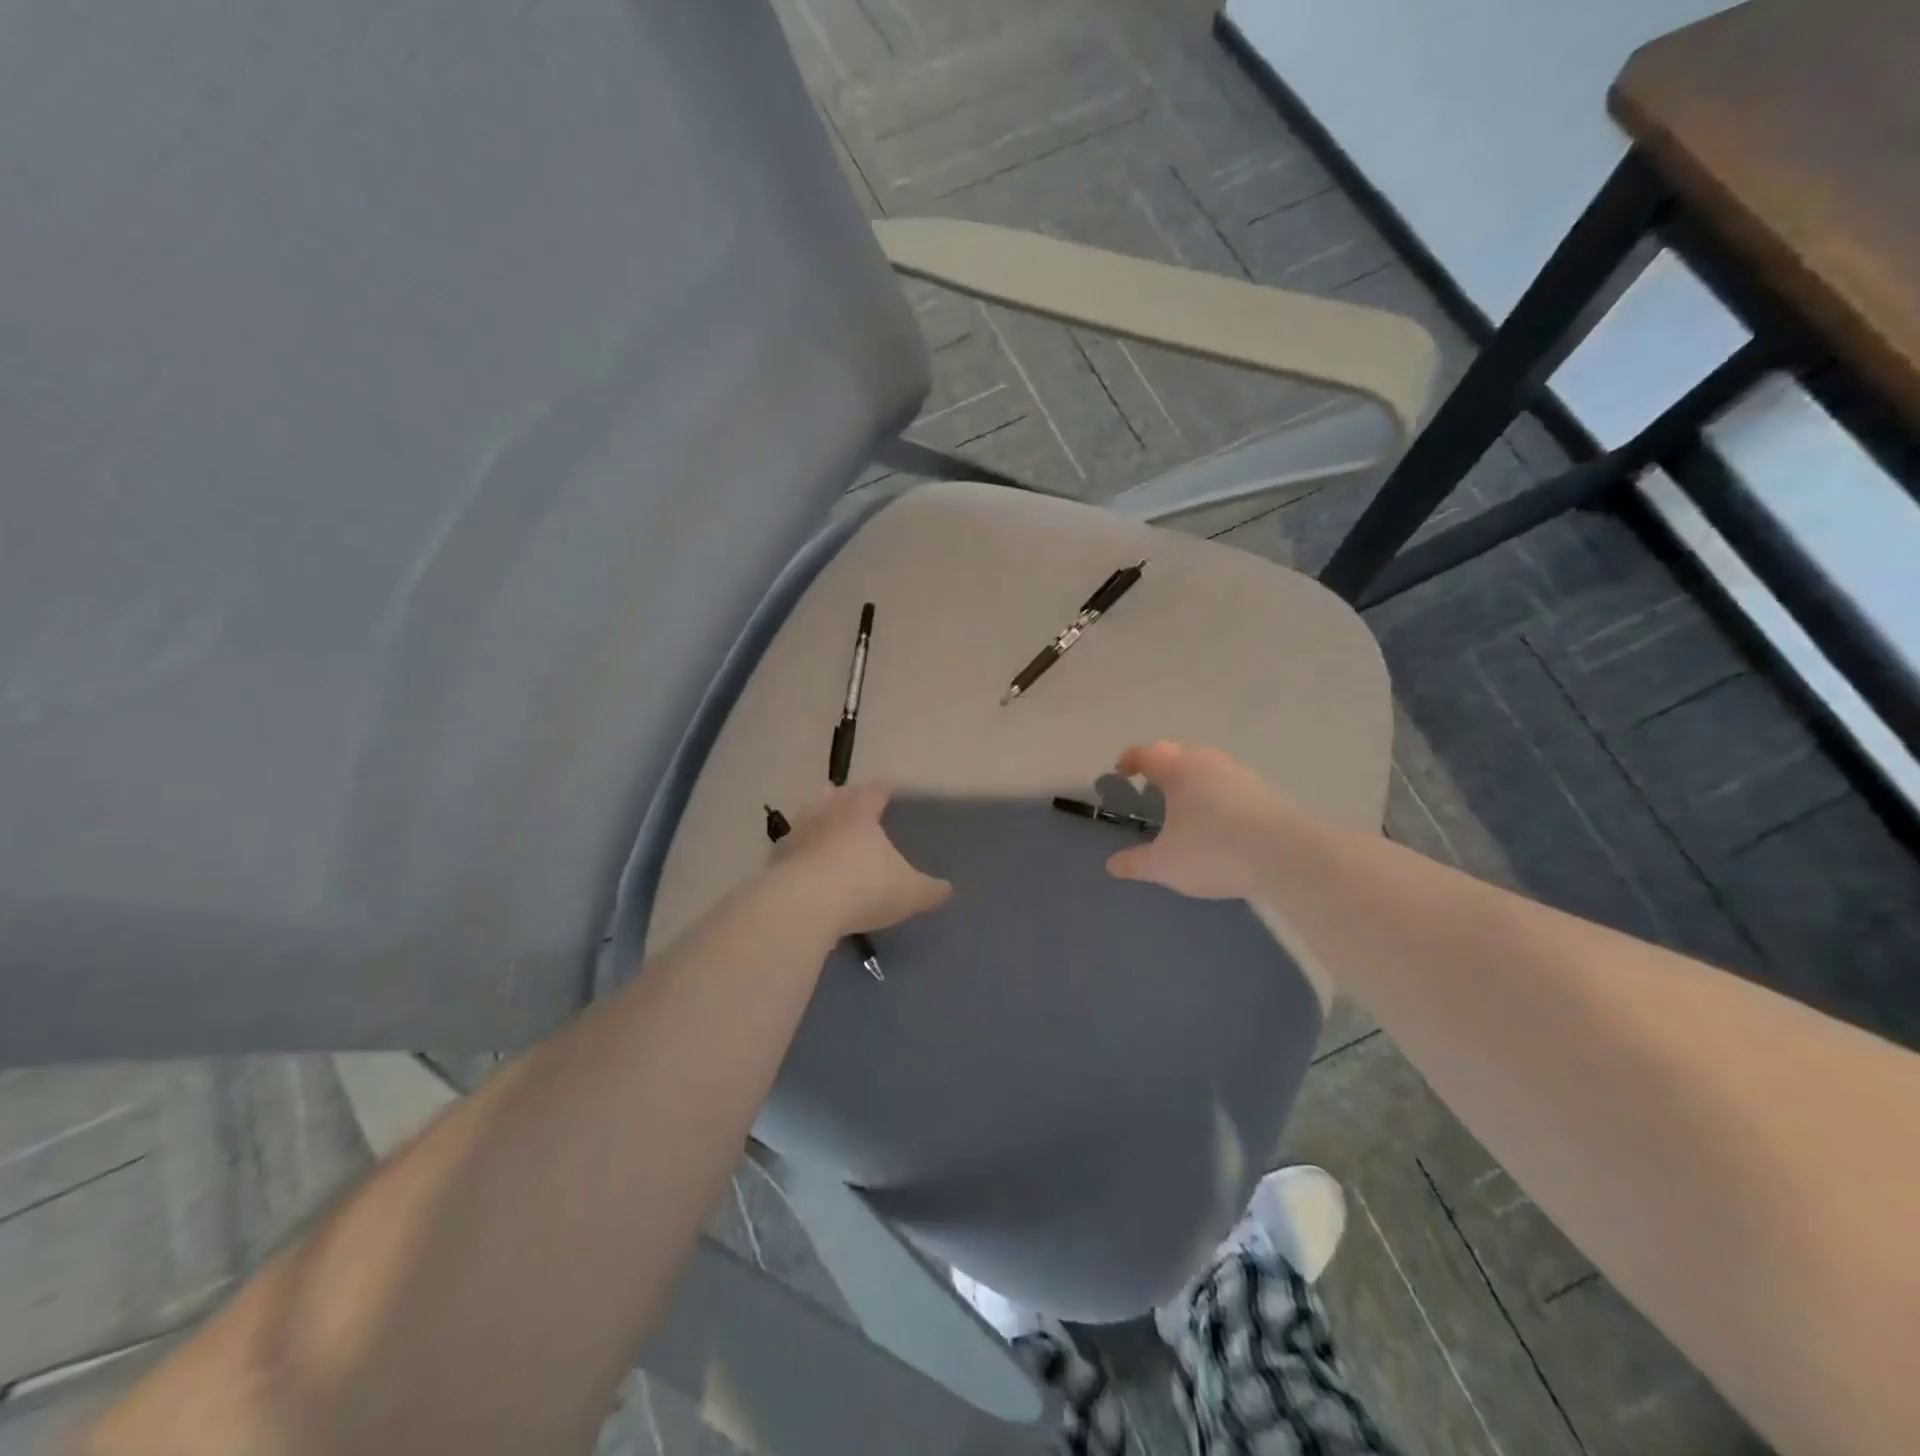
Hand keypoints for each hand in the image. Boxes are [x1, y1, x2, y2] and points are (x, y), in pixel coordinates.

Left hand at [770, 783, 951, 935]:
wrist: (802, 906)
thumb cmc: (863, 888)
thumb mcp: (908, 893)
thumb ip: (930, 890)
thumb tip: (947, 889)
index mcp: (861, 812)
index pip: (875, 790)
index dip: (884, 788)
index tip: (889, 786)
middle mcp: (827, 814)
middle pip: (836, 795)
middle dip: (845, 795)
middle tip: (851, 797)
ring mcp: (797, 835)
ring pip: (808, 816)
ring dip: (816, 818)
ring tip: (822, 823)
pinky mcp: (774, 861)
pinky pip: (789, 849)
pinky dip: (797, 851)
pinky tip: (801, 862)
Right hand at [1105, 741, 1289, 900]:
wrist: (1287, 856)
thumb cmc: (1214, 851)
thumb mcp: (1165, 865)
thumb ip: (1135, 863)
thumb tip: (1112, 865)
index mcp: (1178, 770)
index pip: (1146, 754)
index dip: (1130, 761)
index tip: (1121, 772)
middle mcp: (1208, 762)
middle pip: (1178, 754)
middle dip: (1161, 767)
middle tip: (1150, 786)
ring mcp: (1240, 774)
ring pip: (1206, 767)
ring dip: (1191, 780)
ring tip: (1183, 805)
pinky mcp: (1264, 791)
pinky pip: (1228, 784)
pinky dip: (1215, 794)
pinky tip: (1217, 820)